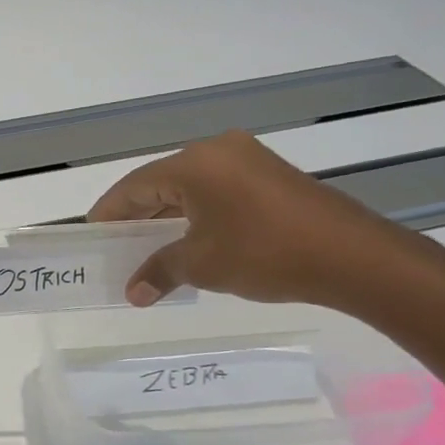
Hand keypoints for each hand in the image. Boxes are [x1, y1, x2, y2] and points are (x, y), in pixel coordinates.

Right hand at [87, 131, 413, 307]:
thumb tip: (133, 293)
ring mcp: (247, 160)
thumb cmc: (266, 253)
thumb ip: (160, 271)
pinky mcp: (269, 176)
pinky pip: (216, 191)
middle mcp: (218, 151)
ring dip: (166, 218)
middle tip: (116, 246)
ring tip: (147, 249)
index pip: (134, 186)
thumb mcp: (203, 265)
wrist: (353, 256)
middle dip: (137, 216)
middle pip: (160, 183)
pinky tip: (188, 241)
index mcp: (194, 163)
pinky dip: (195, 214)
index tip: (91, 235)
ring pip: (189, 187)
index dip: (109, 213)